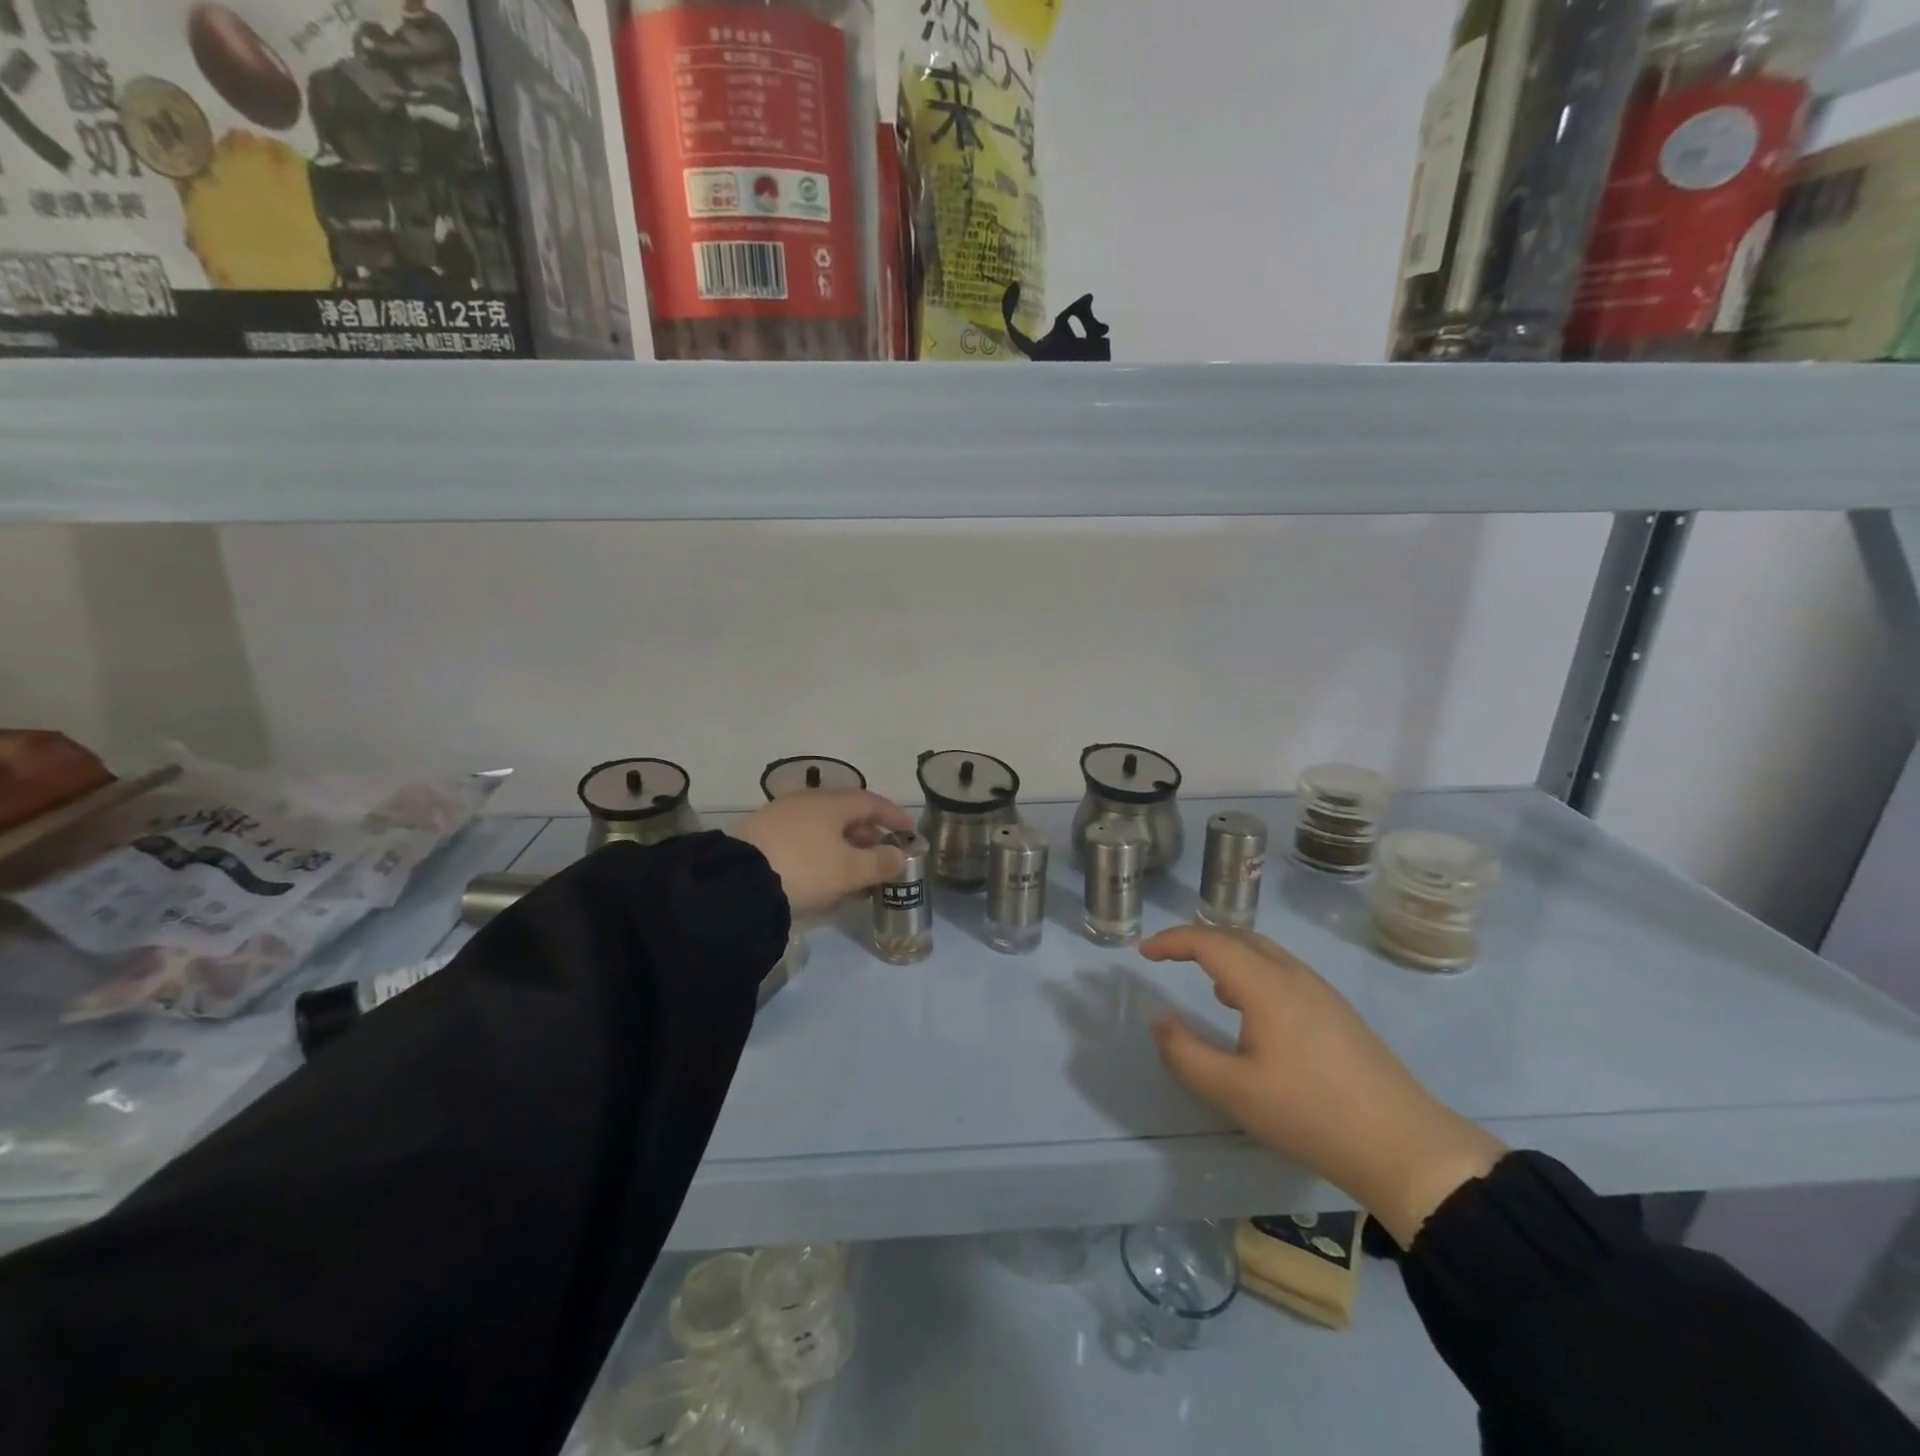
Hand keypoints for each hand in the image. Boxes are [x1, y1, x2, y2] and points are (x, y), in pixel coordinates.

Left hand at [735, 790, 915, 919]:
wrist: (738, 882)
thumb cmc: (805, 869)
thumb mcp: (849, 871)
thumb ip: (880, 862)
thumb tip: (900, 854)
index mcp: (833, 802)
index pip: (872, 802)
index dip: (894, 816)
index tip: (910, 831)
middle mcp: (808, 800)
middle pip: (847, 811)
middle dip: (868, 832)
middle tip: (883, 852)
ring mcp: (782, 814)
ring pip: (824, 824)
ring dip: (844, 843)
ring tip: (855, 867)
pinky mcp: (762, 832)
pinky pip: (804, 835)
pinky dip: (821, 849)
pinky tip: (823, 870)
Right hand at [1143, 926, 1503, 1247]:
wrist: (1403, 1145)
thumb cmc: (1310, 1113)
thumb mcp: (1234, 1091)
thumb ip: (1186, 1053)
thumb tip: (1158, 1020)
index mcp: (1266, 984)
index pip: (1209, 942)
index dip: (1172, 941)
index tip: (1144, 952)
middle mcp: (1293, 975)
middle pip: (1238, 937)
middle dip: (1198, 941)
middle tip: (1168, 957)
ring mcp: (1320, 991)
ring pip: (1264, 953)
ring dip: (1227, 955)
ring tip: (1205, 981)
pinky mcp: (1336, 1011)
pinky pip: (1282, 971)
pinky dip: (1252, 972)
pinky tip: (1250, 1010)